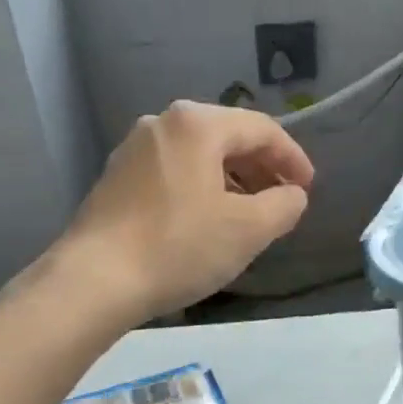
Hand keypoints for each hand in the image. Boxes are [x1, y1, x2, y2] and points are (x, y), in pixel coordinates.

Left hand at [57, 101, 313, 324]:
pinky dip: (199, 189)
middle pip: (227, 138)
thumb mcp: (247, 230)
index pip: (262, 129)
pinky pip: (172, 172)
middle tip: (281, 202)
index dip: (293, 158)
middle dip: (261, 169)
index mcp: (197, 124)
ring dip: (231, 181)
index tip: (308, 189)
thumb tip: (292, 195)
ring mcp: (133, 150)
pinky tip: (205, 221)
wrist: (95, 280)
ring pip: (197, 156)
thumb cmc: (178, 247)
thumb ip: (284, 206)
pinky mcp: (115, 178)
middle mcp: (162, 124)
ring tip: (247, 215)